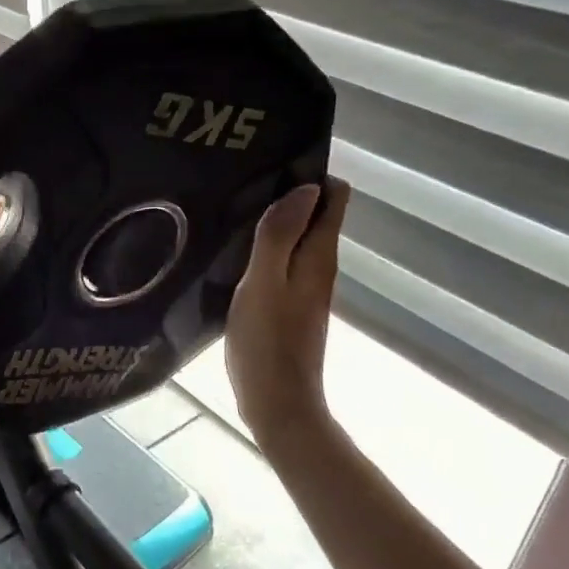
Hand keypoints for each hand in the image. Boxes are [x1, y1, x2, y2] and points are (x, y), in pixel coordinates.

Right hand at [225, 178, 349, 442]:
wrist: (277, 403)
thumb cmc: (267, 343)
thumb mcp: (264, 283)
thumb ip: (280, 235)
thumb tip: (306, 187)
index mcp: (318, 256)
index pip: (335, 197)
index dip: (312, 175)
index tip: (274, 165)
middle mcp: (319, 267)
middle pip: (315, 216)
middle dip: (288, 195)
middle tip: (243, 185)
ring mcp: (305, 289)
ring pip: (296, 240)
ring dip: (273, 224)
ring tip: (232, 213)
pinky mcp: (289, 307)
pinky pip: (282, 264)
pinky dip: (264, 251)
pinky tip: (233, 255)